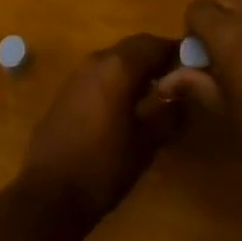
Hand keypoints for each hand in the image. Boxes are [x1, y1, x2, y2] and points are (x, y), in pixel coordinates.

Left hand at [16, 34, 183, 229]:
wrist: (47, 196)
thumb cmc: (103, 168)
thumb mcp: (145, 144)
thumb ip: (169, 113)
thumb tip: (185, 94)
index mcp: (120, 67)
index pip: (156, 44)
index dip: (177, 53)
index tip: (194, 68)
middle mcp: (98, 59)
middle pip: (135, 46)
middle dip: (156, 58)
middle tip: (176, 81)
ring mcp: (78, 73)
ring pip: (116, 58)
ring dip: (136, 68)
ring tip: (152, 95)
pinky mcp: (66, 91)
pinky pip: (100, 73)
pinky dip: (116, 79)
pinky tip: (123, 107)